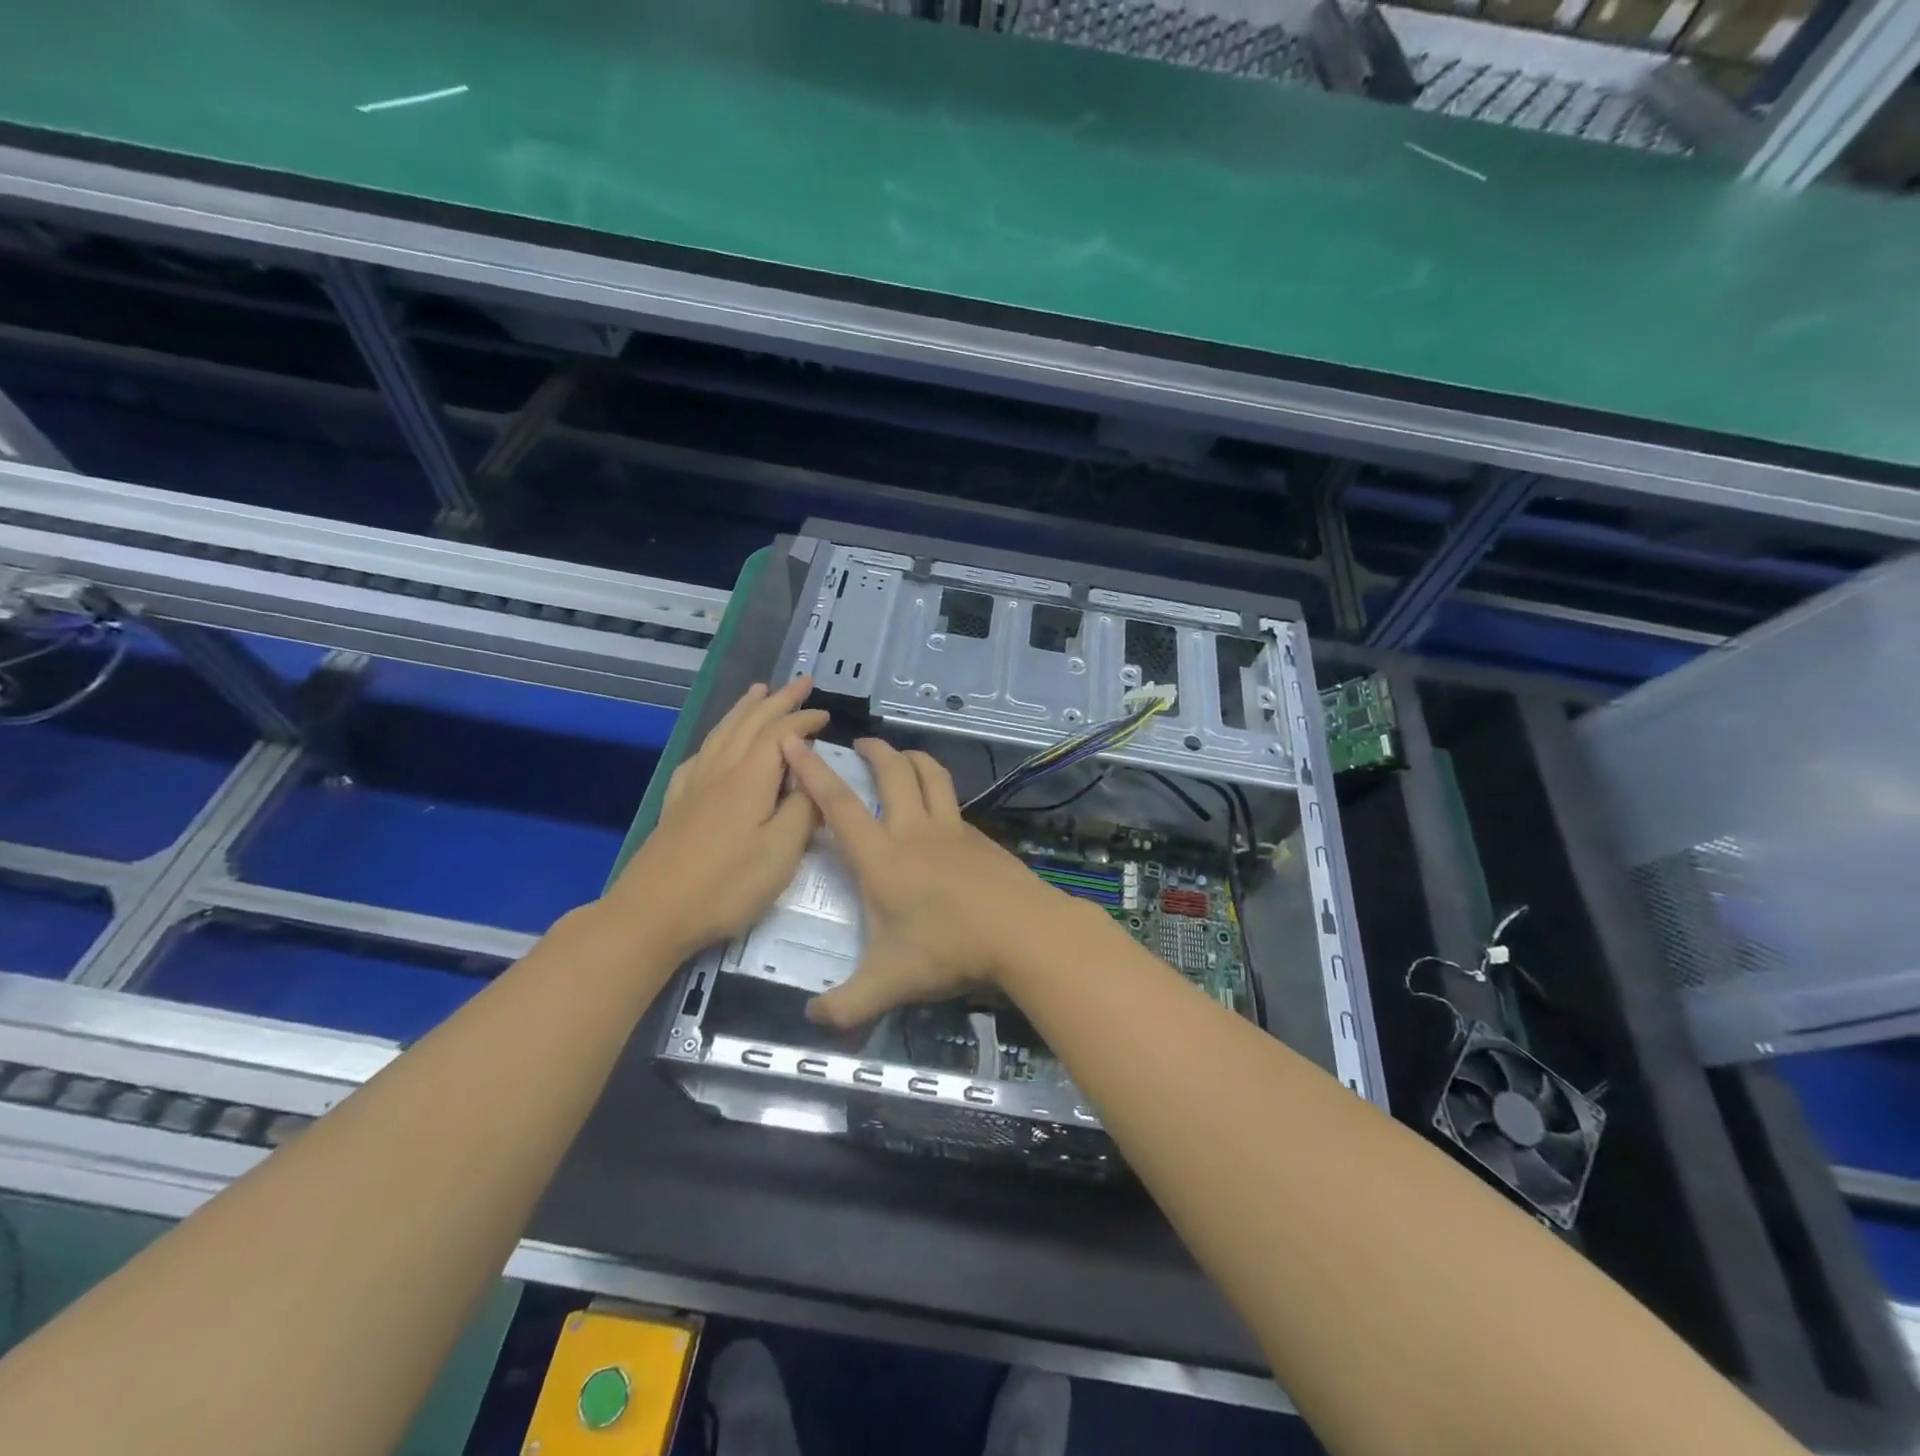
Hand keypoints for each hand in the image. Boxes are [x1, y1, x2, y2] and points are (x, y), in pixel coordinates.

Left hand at [606, 679, 826, 960]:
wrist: (652, 914)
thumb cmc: (725, 886)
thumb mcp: (781, 853)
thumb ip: (803, 811)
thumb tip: (814, 779)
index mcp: (750, 779)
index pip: (781, 734)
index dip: (804, 719)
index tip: (826, 714)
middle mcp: (721, 771)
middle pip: (750, 723)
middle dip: (778, 700)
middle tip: (801, 682)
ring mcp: (694, 786)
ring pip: (723, 733)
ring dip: (745, 709)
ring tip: (758, 692)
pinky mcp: (678, 804)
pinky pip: (701, 755)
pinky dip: (716, 738)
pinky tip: (716, 744)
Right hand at [780, 737, 1069, 1026]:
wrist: (1023, 932)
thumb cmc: (949, 950)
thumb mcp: (889, 984)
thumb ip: (847, 1005)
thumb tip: (812, 1020)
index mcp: (882, 858)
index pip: (839, 806)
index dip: (813, 772)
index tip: (794, 742)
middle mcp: (914, 831)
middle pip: (893, 773)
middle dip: (874, 751)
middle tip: (861, 743)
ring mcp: (952, 830)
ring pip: (931, 776)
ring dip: (912, 758)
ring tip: (901, 757)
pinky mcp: (979, 837)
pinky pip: (953, 802)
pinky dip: (939, 791)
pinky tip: (938, 811)